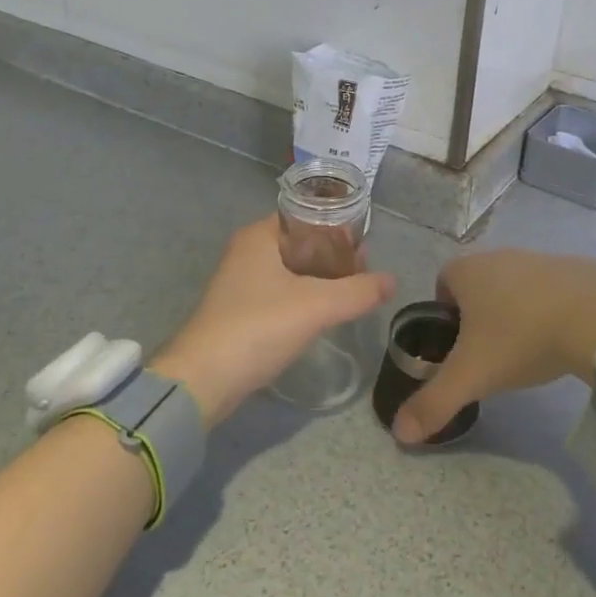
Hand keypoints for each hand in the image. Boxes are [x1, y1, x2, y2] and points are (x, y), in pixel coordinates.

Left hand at [155, 217, 394, 427]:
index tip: (364, 245)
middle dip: (334, 254)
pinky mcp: (241, 311)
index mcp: (259, 236)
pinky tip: (324, 313)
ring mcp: (241, 283)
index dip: (337, 227)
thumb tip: (392, 281)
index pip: (305, 216)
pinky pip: (282, 293)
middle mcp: (247, 252)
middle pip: (301, 242)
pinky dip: (305, 297)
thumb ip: (358, 291)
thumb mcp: (316, 305)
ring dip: (321, 278)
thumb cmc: (258, 327)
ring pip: (292, 270)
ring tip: (352, 292)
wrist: (203, 380)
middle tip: (364, 271)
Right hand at [392, 250, 595, 443]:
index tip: (457, 348)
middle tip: (490, 355)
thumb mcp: (472, 376)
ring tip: (527, 350)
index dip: (444, 314)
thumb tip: (399, 433)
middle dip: (480, 315)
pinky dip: (550, 309)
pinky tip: (561, 337)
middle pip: (478, 284)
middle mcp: (499, 255)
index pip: (442, 284)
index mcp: (468, 271)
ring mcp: (539, 258)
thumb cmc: (521, 337)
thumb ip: (434, 403)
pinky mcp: (575, 268)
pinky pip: (551, 289)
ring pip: (515, 286)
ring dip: (515, 312)